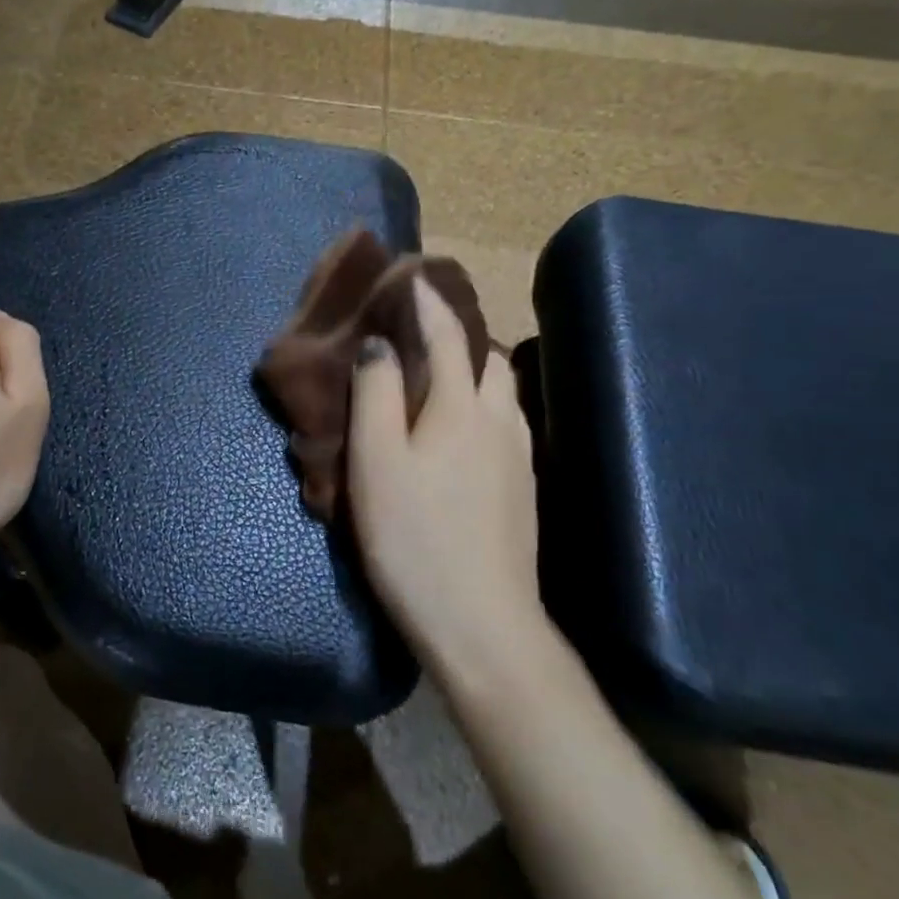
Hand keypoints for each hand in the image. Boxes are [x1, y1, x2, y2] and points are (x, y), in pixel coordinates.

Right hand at [347, 278, 544, 672]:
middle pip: (488, 358)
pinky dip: (483, 402)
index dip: (429, 303)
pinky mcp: (522, 488)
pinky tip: (461, 426)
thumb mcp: (376, 462)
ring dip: (474, 368)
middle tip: (420, 330)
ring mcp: (518, 457)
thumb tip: (379, 345)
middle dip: (459, 333)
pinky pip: (505, 421)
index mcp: (462, 408)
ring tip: (439, 372)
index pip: (449, 336)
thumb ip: (376, 395)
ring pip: (502, 392)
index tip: (413, 276)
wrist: (482, 622)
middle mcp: (500, 421)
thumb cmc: (415, 537)